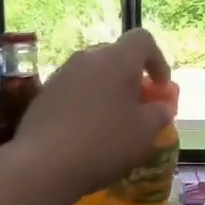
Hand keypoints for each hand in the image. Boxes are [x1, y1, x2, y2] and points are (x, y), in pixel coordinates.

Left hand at [13, 30, 172, 201]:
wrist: (43, 164)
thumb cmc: (104, 143)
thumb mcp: (145, 132)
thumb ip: (159, 113)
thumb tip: (160, 107)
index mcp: (117, 59)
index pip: (142, 40)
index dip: (157, 60)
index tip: (160, 87)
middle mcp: (87, 58)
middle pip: (115, 55)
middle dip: (130, 76)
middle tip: (137, 105)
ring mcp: (61, 74)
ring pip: (92, 73)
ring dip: (106, 90)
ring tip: (112, 120)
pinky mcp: (43, 94)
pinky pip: (73, 90)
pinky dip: (85, 103)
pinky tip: (86, 131)